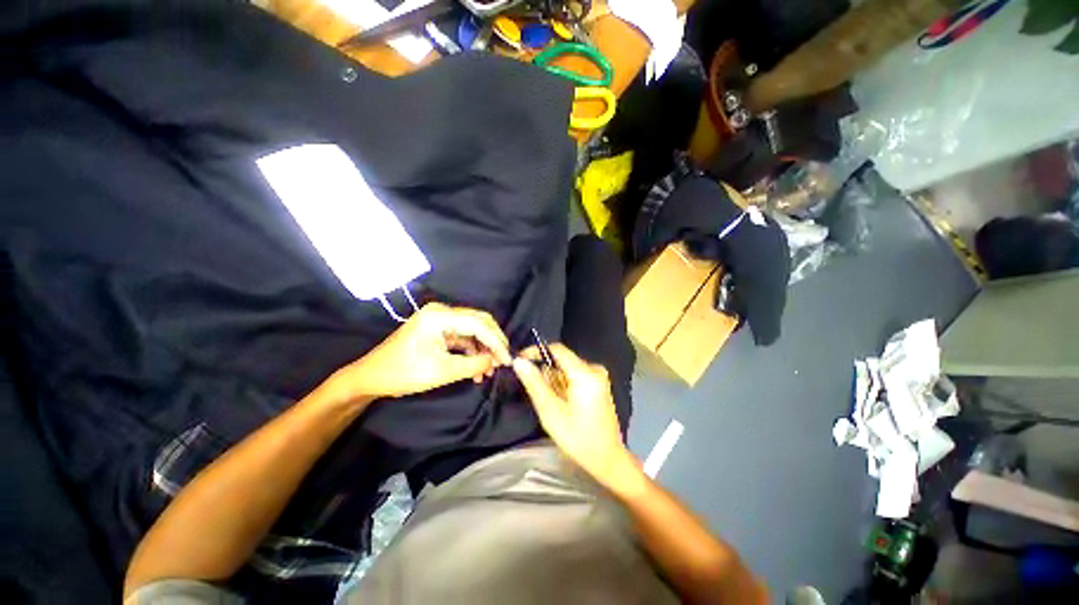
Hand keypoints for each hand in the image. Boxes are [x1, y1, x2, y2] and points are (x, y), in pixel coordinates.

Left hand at [331, 302, 511, 402]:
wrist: (371, 378)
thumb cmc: (403, 373)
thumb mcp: (442, 372)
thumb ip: (473, 365)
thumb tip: (495, 361)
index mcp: (439, 316)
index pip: (478, 323)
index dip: (496, 341)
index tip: (507, 359)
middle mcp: (441, 312)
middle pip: (478, 321)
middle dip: (493, 341)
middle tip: (503, 361)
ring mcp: (439, 320)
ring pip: (472, 330)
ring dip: (483, 348)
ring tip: (490, 369)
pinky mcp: (438, 330)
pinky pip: (462, 337)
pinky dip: (472, 351)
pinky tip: (477, 368)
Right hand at [512, 344, 638, 489]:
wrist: (607, 459)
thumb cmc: (578, 438)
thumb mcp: (551, 411)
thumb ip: (534, 383)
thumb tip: (519, 361)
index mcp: (585, 373)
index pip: (557, 349)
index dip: (536, 351)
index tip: (520, 360)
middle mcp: (594, 369)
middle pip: (562, 360)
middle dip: (545, 371)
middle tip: (534, 391)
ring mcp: (599, 376)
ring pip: (567, 369)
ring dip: (554, 381)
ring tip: (550, 403)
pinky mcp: (599, 384)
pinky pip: (575, 375)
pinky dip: (564, 385)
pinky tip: (562, 404)